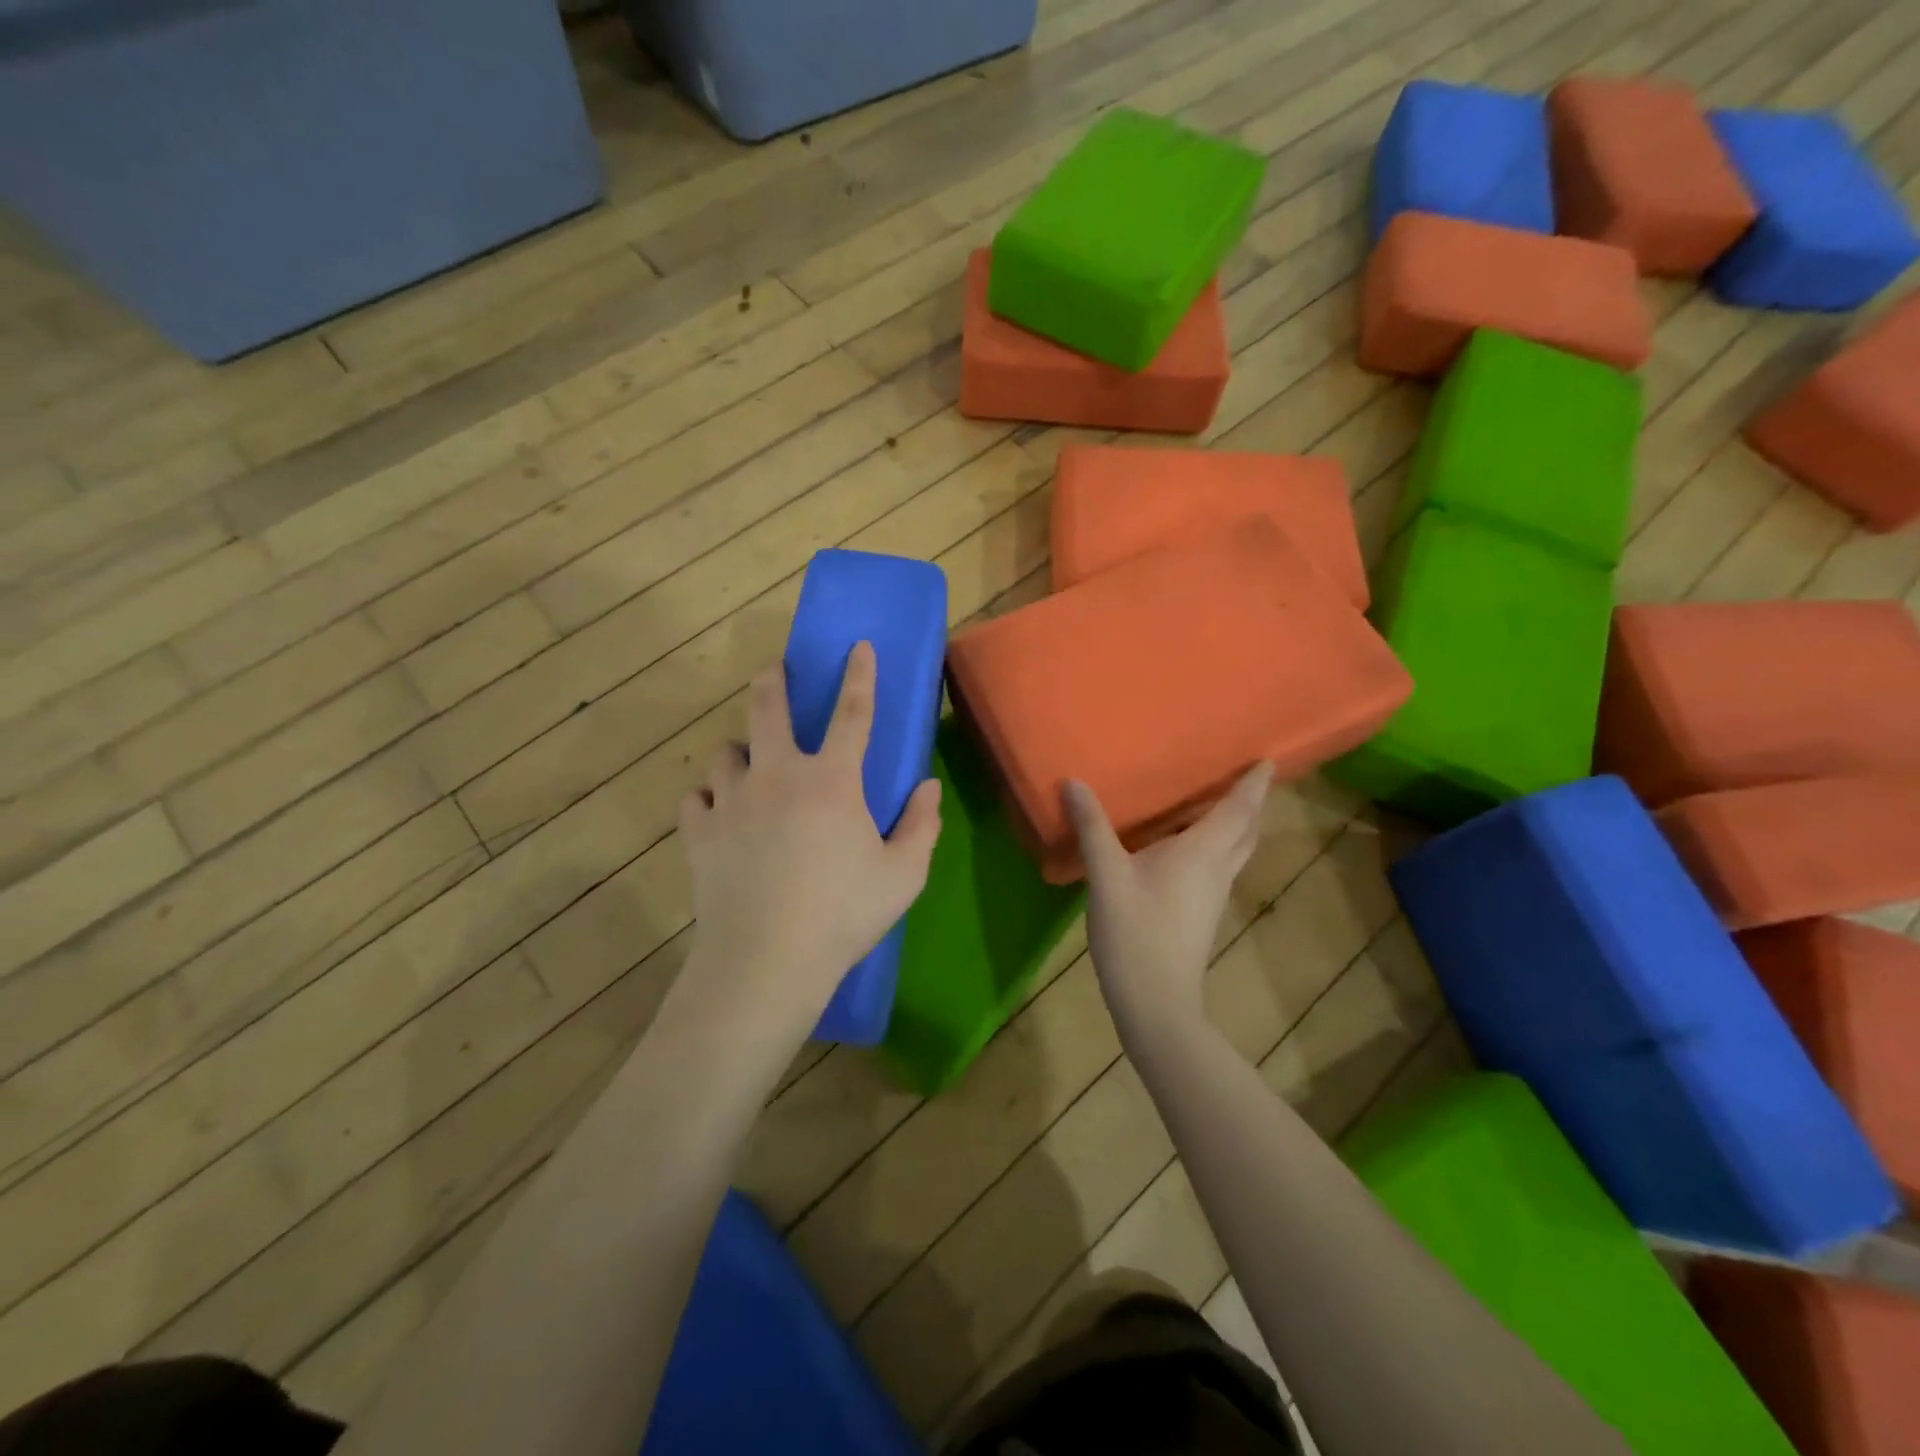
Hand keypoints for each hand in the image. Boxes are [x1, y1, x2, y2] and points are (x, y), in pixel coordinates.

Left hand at [677, 642, 942, 1027]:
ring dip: (739, 752)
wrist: (766, 960)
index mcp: (831, 781)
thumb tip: (927, 787)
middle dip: (772, 682)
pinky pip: (696, 798)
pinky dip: (707, 798)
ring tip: (748, 766)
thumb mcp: (903, 875)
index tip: (858, 645)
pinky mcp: (699, 832)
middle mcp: (777, 776)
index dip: (859, 675)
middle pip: (767, 709)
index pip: (852, 713)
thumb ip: (921, 825)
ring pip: (725, 752)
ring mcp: (731, 801)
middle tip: (773, 672)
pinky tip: (717, 812)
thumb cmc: (842, 915)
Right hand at [1063, 764, 1272, 1029]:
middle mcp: (1217, 869)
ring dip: (1238, 825)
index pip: (1239, 809)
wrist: (1157, 1002)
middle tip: (1249, 777)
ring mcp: (1213, 895)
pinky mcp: (1202, 913)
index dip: (1254, 784)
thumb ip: (1092, 827)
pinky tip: (1190, 847)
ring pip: (1236, 850)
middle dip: (1252, 803)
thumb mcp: (1106, 875)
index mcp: (1202, 852)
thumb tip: (1074, 782)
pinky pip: (1220, 866)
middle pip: (1247, 830)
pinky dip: (1218, 845)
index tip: (1269, 760)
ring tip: (1221, 802)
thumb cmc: (1136, 932)